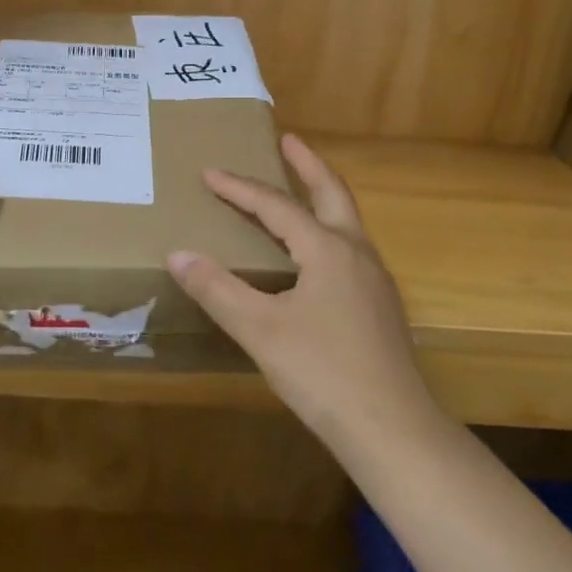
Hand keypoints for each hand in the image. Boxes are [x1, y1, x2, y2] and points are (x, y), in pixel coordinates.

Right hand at [166, 133, 439, 456]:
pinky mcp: (379, 307)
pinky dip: (327, 231)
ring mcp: (374, 281)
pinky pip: (349, 249)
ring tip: (298, 190)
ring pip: (346, 222)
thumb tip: (178, 254)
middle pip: (332, 194)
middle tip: (288, 140)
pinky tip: (313, 255)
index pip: (276, 206)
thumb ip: (217, 288)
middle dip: (308, 165)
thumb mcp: (260, 329)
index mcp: (328, 249)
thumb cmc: (323, 373)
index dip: (239, 188)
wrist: (393, 431)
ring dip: (321, 197)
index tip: (209, 172)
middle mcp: (356, 254)